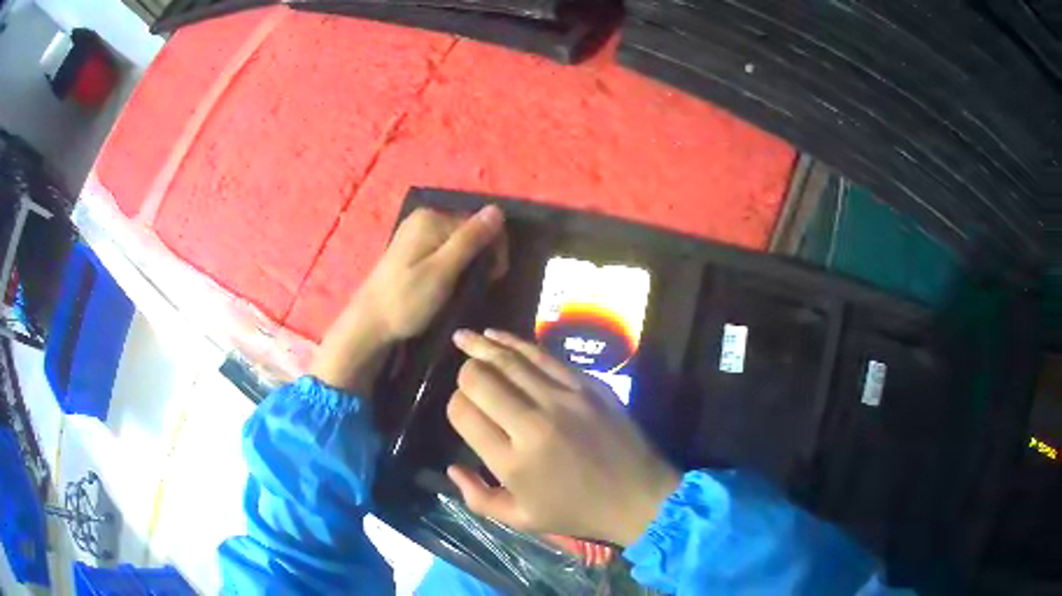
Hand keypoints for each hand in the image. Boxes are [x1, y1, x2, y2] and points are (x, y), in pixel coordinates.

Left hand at [310, 207, 505, 394]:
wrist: (370, 324)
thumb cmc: (406, 301)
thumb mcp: (443, 271)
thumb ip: (470, 240)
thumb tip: (498, 210)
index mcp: (431, 218)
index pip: (480, 222)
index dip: (494, 248)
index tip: (493, 278)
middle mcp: (423, 218)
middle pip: (469, 230)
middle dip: (481, 255)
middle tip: (480, 285)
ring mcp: (416, 233)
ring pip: (459, 242)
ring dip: (469, 262)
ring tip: (464, 288)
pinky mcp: (412, 249)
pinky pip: (444, 249)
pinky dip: (454, 265)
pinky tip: (450, 284)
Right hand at [446, 329, 680, 546]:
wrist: (639, 495)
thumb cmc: (578, 512)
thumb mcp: (522, 519)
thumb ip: (478, 497)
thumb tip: (451, 467)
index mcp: (512, 461)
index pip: (463, 412)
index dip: (455, 405)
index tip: (463, 411)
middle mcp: (533, 424)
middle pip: (479, 379)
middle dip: (465, 374)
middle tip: (464, 378)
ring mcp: (563, 399)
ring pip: (509, 359)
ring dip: (481, 346)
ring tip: (462, 337)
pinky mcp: (587, 384)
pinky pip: (543, 355)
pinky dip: (516, 342)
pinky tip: (497, 336)